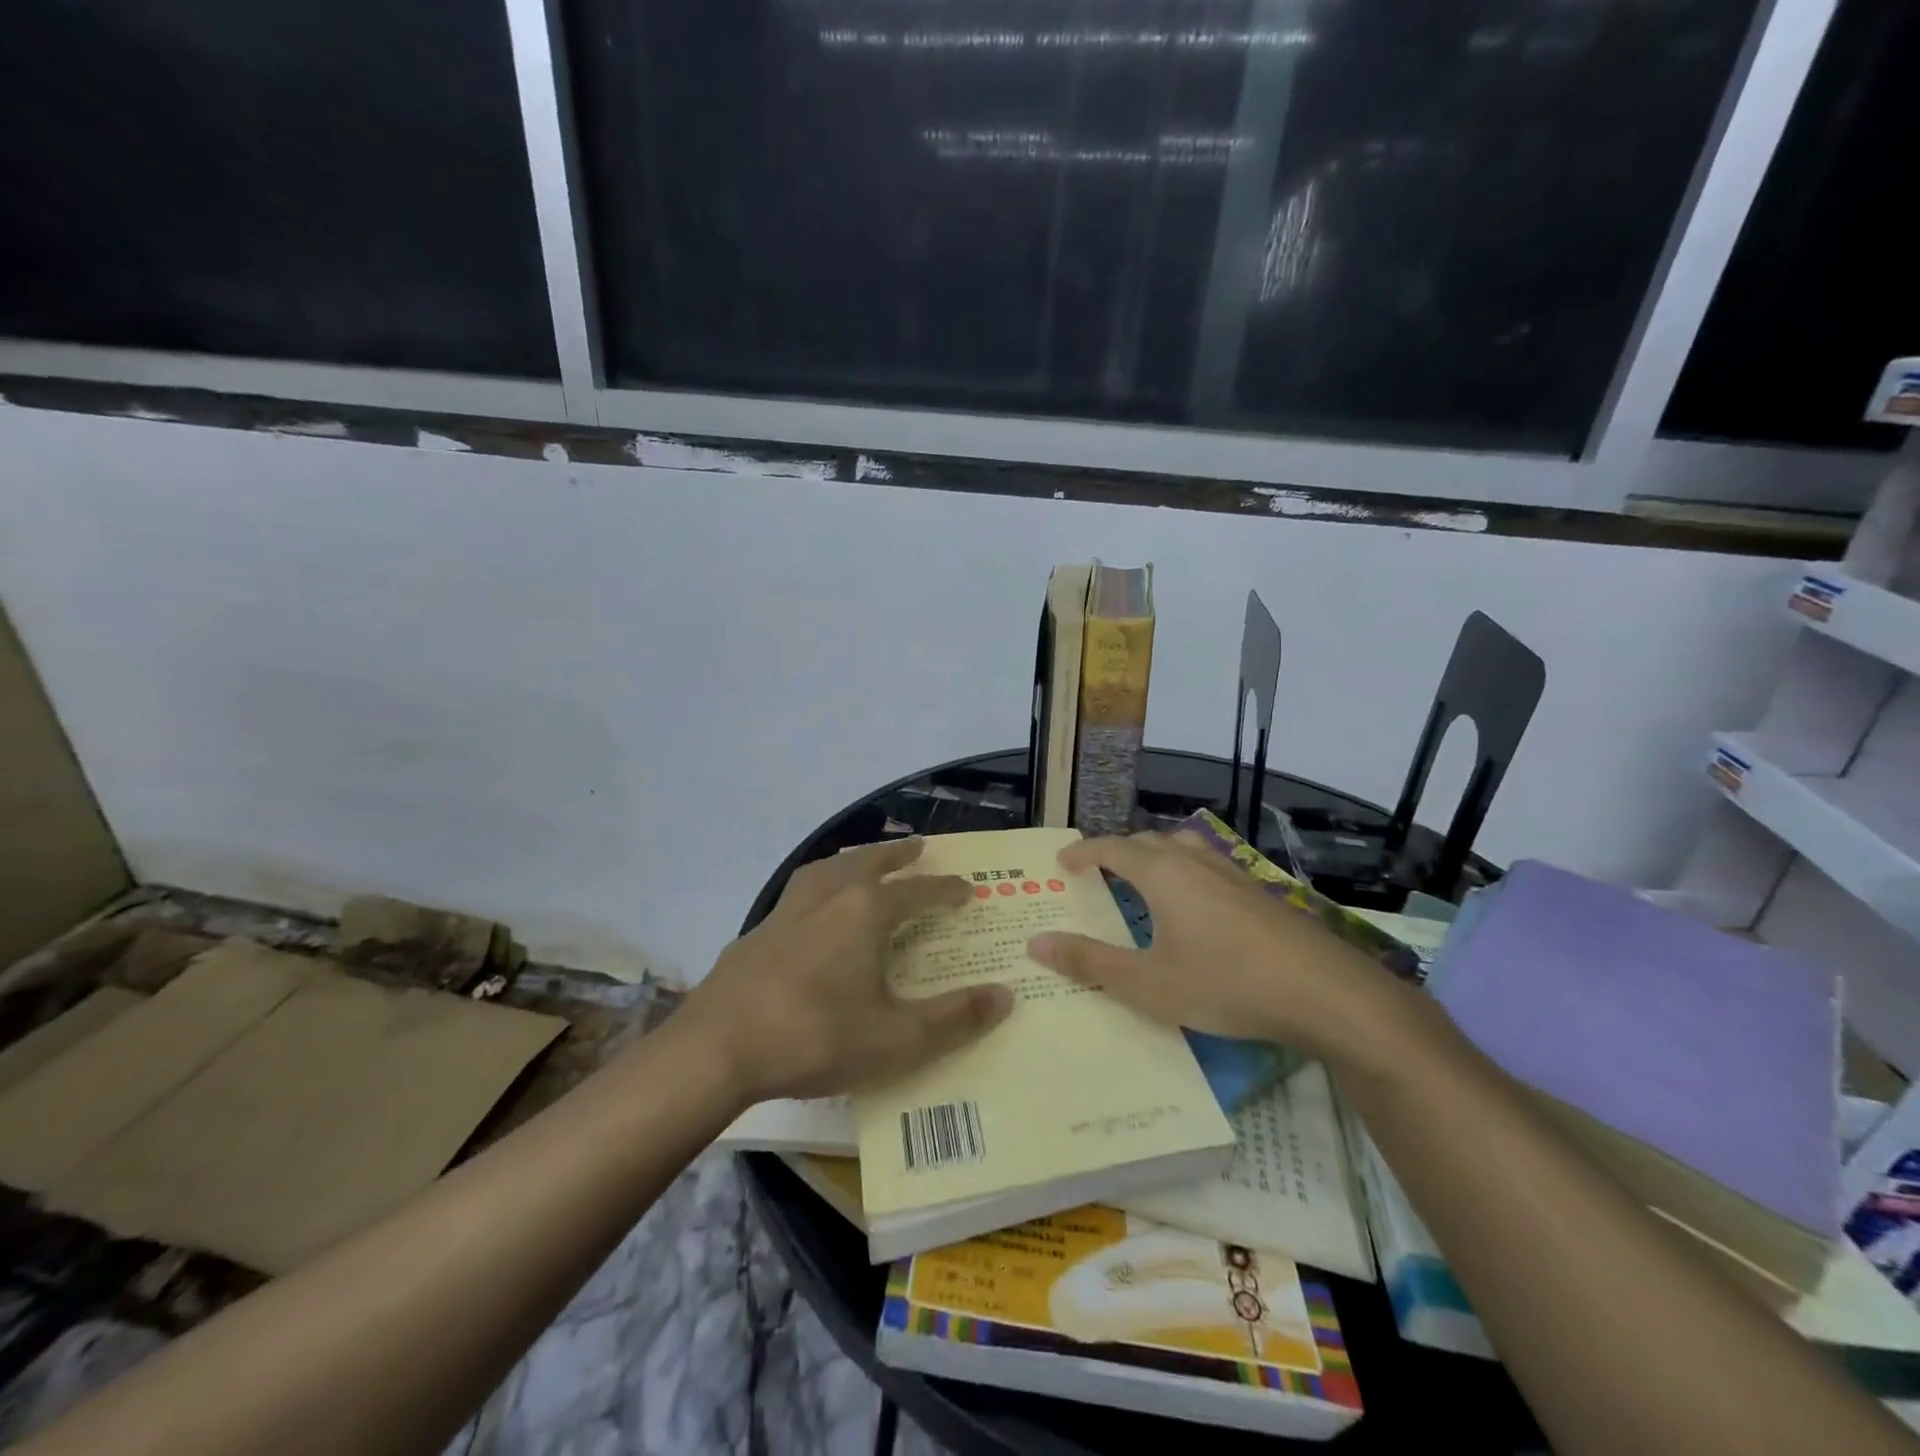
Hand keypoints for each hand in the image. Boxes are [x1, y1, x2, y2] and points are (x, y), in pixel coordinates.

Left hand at [681, 838, 1013, 1103]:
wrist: (717, 1048)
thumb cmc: (816, 1037)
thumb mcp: (897, 1039)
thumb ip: (954, 1018)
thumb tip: (1005, 995)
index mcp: (865, 912)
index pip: (918, 891)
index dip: (946, 889)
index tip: (966, 887)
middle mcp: (828, 897)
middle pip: (870, 862)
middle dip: (897, 855)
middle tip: (917, 847)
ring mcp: (787, 911)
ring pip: (828, 870)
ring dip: (854, 861)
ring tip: (863, 863)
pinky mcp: (757, 932)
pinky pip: (798, 894)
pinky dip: (818, 888)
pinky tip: (812, 912)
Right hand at [1026, 831, 1411, 1063]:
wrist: (1325, 993)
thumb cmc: (1226, 984)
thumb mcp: (1149, 984)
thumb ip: (1090, 962)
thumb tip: (1036, 943)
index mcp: (1162, 874)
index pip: (1111, 847)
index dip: (1083, 852)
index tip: (1062, 862)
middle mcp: (1194, 861)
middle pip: (1147, 841)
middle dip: (1117, 850)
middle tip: (1098, 872)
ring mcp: (1232, 872)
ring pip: (1183, 847)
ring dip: (1155, 855)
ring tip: (1143, 879)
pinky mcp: (1259, 891)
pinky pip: (1208, 865)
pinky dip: (1185, 870)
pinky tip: (1196, 904)